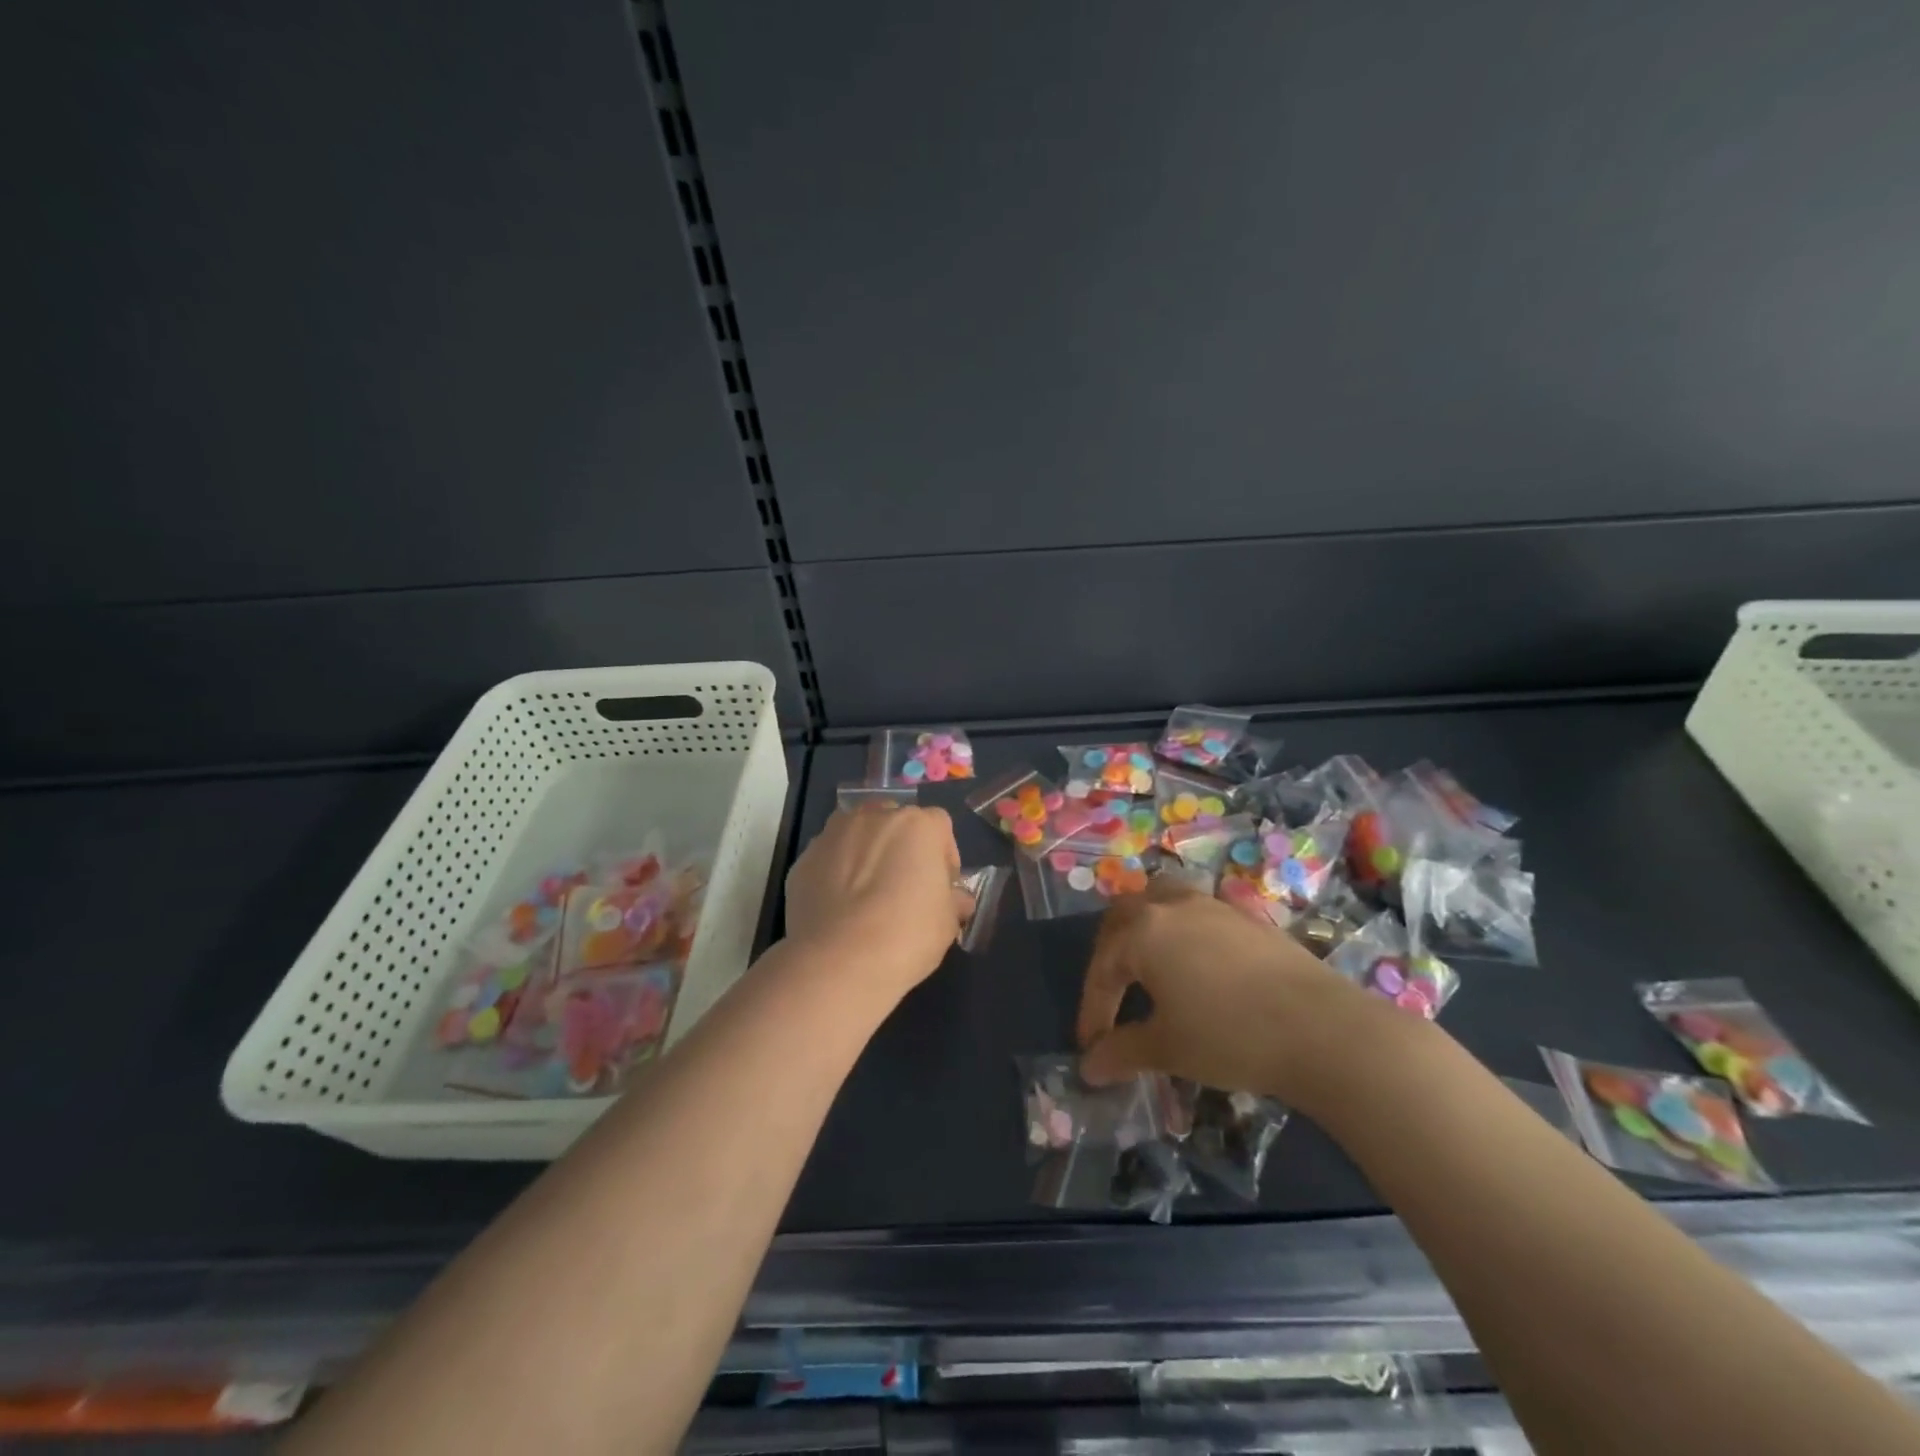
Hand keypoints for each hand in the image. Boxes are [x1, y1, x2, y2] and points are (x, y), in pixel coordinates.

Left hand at [784, 804, 972, 1003]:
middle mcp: (874, 817)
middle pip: (895, 825)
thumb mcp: (947, 923)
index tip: (941, 887)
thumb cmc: (906, 936)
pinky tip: (839, 909)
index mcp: (917, 825)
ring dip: (867, 856)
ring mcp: (833, 834)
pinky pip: (829, 859)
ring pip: (858, 836)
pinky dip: (836, 874)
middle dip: (902, 850)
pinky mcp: (804, 858)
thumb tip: (957, 899)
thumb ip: (953, 901)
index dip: (943, 856)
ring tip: (866, 897)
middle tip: (903, 889)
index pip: (939, 826)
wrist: (837, 961)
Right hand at [1076, 878, 1364, 1100]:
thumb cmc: (1229, 1036)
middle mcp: (1172, 906)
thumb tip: (1088, 1067)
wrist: (1322, 1028)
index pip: (1104, 968)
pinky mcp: (1247, 916)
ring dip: (1145, 929)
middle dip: (1109, 953)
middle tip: (1110, 991)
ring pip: (1161, 901)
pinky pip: (1197, 913)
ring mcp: (1213, 906)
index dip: (1093, 1008)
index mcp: (1144, 931)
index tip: (1091, 1045)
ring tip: (1146, 963)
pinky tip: (1195, 965)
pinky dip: (1180, 932)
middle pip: (1124, 916)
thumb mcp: (1167, 1048)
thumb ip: (1122, 1052)